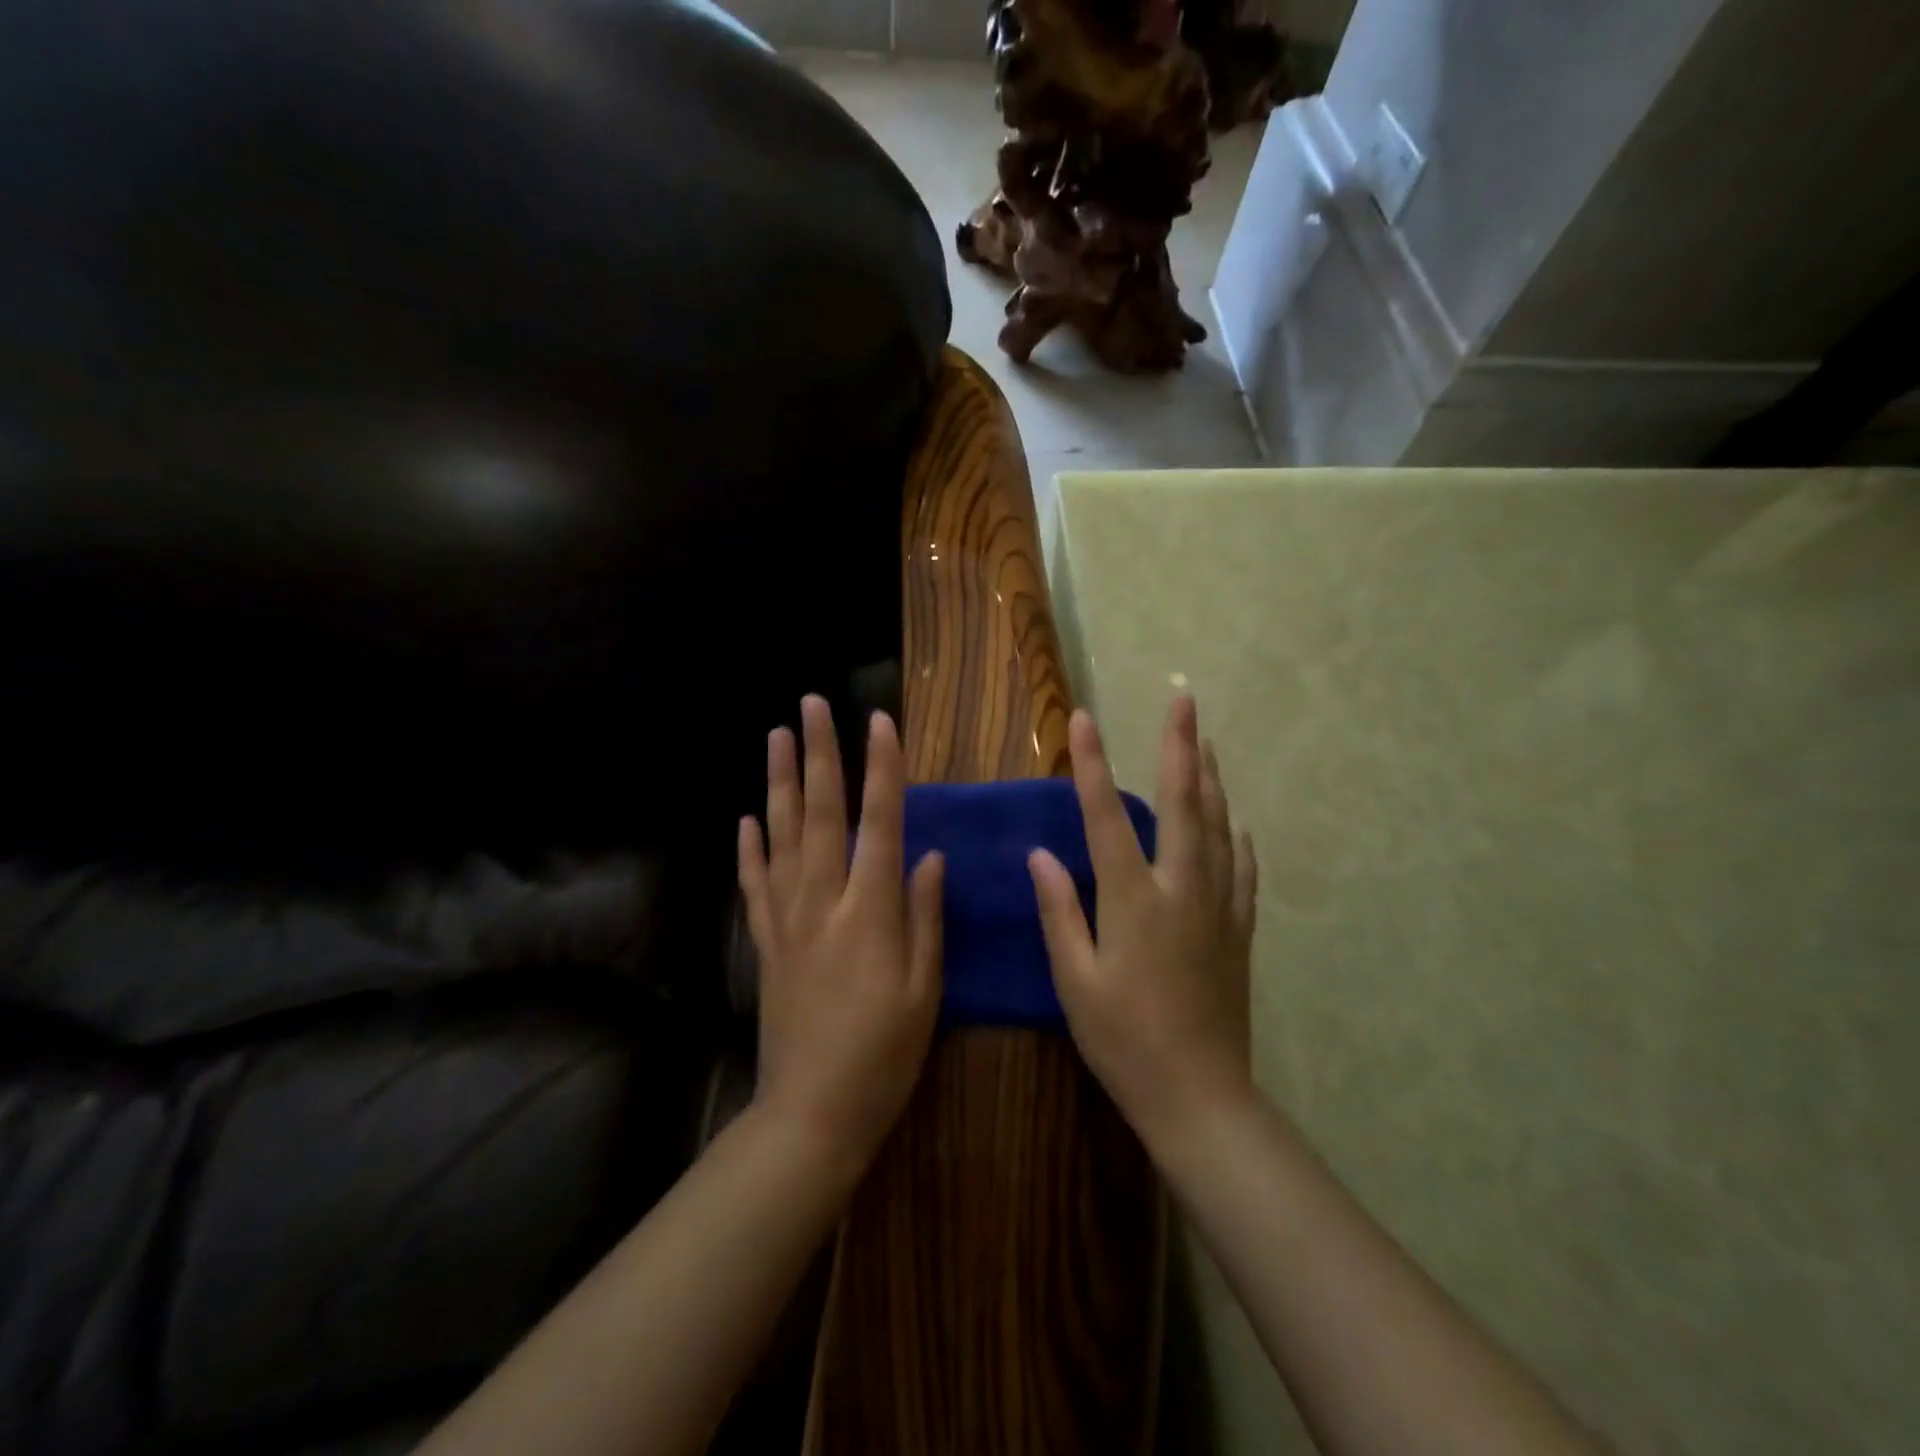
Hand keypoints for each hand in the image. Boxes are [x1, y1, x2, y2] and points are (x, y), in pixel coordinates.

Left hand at [738, 696, 944, 1166]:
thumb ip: (926, 917)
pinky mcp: (766, 942)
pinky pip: (754, 883)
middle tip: (811, 704)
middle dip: (819, 754)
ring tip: (776, 737)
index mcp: (870, 911)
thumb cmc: (883, 1054)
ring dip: (779, 782)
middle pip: (821, 813)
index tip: (880, 721)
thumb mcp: (924, 990)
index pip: (879, 822)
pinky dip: (749, 847)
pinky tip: (746, 818)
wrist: (811, 1113)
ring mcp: (787, 919)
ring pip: (780, 836)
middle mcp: (823, 901)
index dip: (882, 769)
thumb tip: (930, 855)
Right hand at [1028, 696, 1257, 1145]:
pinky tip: (1236, 824)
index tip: (1084, 719)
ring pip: (1218, 828)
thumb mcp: (1075, 979)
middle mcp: (1181, 890)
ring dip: (1211, 780)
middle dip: (1180, 747)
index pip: (1106, 816)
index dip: (1092, 764)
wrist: (1199, 1096)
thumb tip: (1040, 854)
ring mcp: (1217, 908)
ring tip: (1207, 742)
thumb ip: (1060, 910)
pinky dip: (1236, 839)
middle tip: (1183, 700)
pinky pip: (1242, 871)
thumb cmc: (1123, 1040)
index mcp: (1133, 900)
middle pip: (1183, 804)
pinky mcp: (1238, 931)